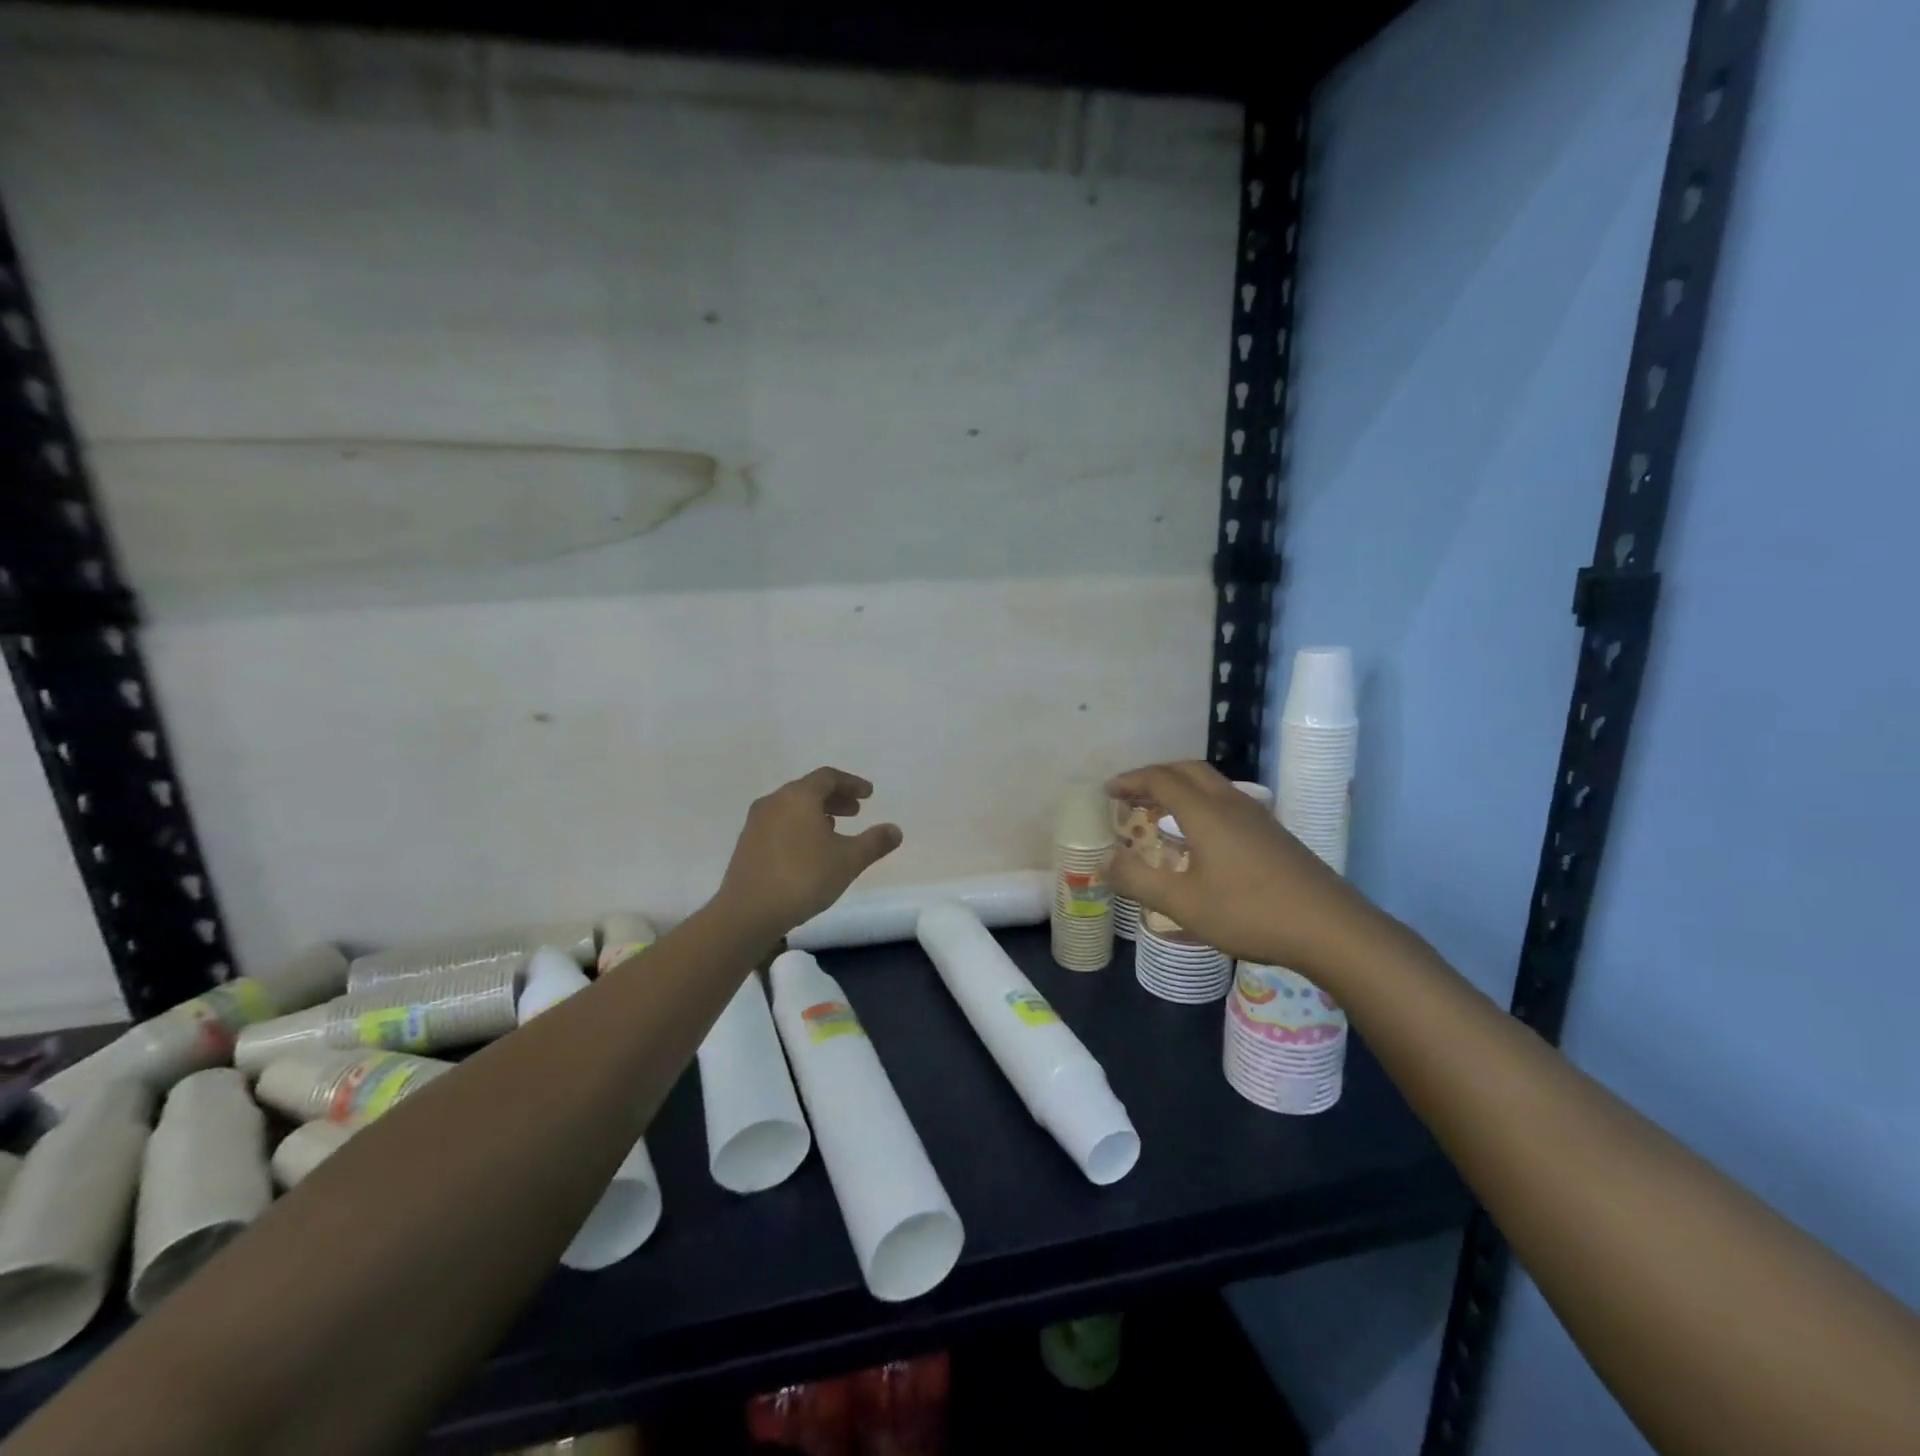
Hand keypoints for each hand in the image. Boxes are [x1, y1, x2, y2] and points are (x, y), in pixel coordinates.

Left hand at [715, 767, 902, 939]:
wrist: (748, 912)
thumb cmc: (803, 878)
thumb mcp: (848, 860)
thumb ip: (874, 842)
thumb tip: (896, 830)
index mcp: (799, 796)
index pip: (828, 777)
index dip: (852, 783)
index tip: (869, 794)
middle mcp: (774, 801)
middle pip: (808, 790)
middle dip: (834, 798)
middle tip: (855, 812)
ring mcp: (756, 822)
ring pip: (792, 808)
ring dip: (816, 813)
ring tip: (834, 830)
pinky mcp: (746, 844)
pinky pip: (779, 824)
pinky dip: (799, 827)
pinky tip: (809, 850)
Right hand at [1106, 760, 1378, 974]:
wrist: (1332, 929)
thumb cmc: (1251, 913)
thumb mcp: (1184, 904)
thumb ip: (1140, 881)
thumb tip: (1106, 861)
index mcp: (1206, 813)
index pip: (1161, 779)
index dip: (1131, 781)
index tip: (1108, 791)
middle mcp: (1231, 804)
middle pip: (1188, 770)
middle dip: (1155, 776)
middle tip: (1131, 795)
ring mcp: (1258, 817)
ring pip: (1211, 784)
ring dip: (1179, 787)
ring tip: (1159, 811)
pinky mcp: (1274, 834)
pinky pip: (1227, 801)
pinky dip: (1200, 803)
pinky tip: (1200, 836)